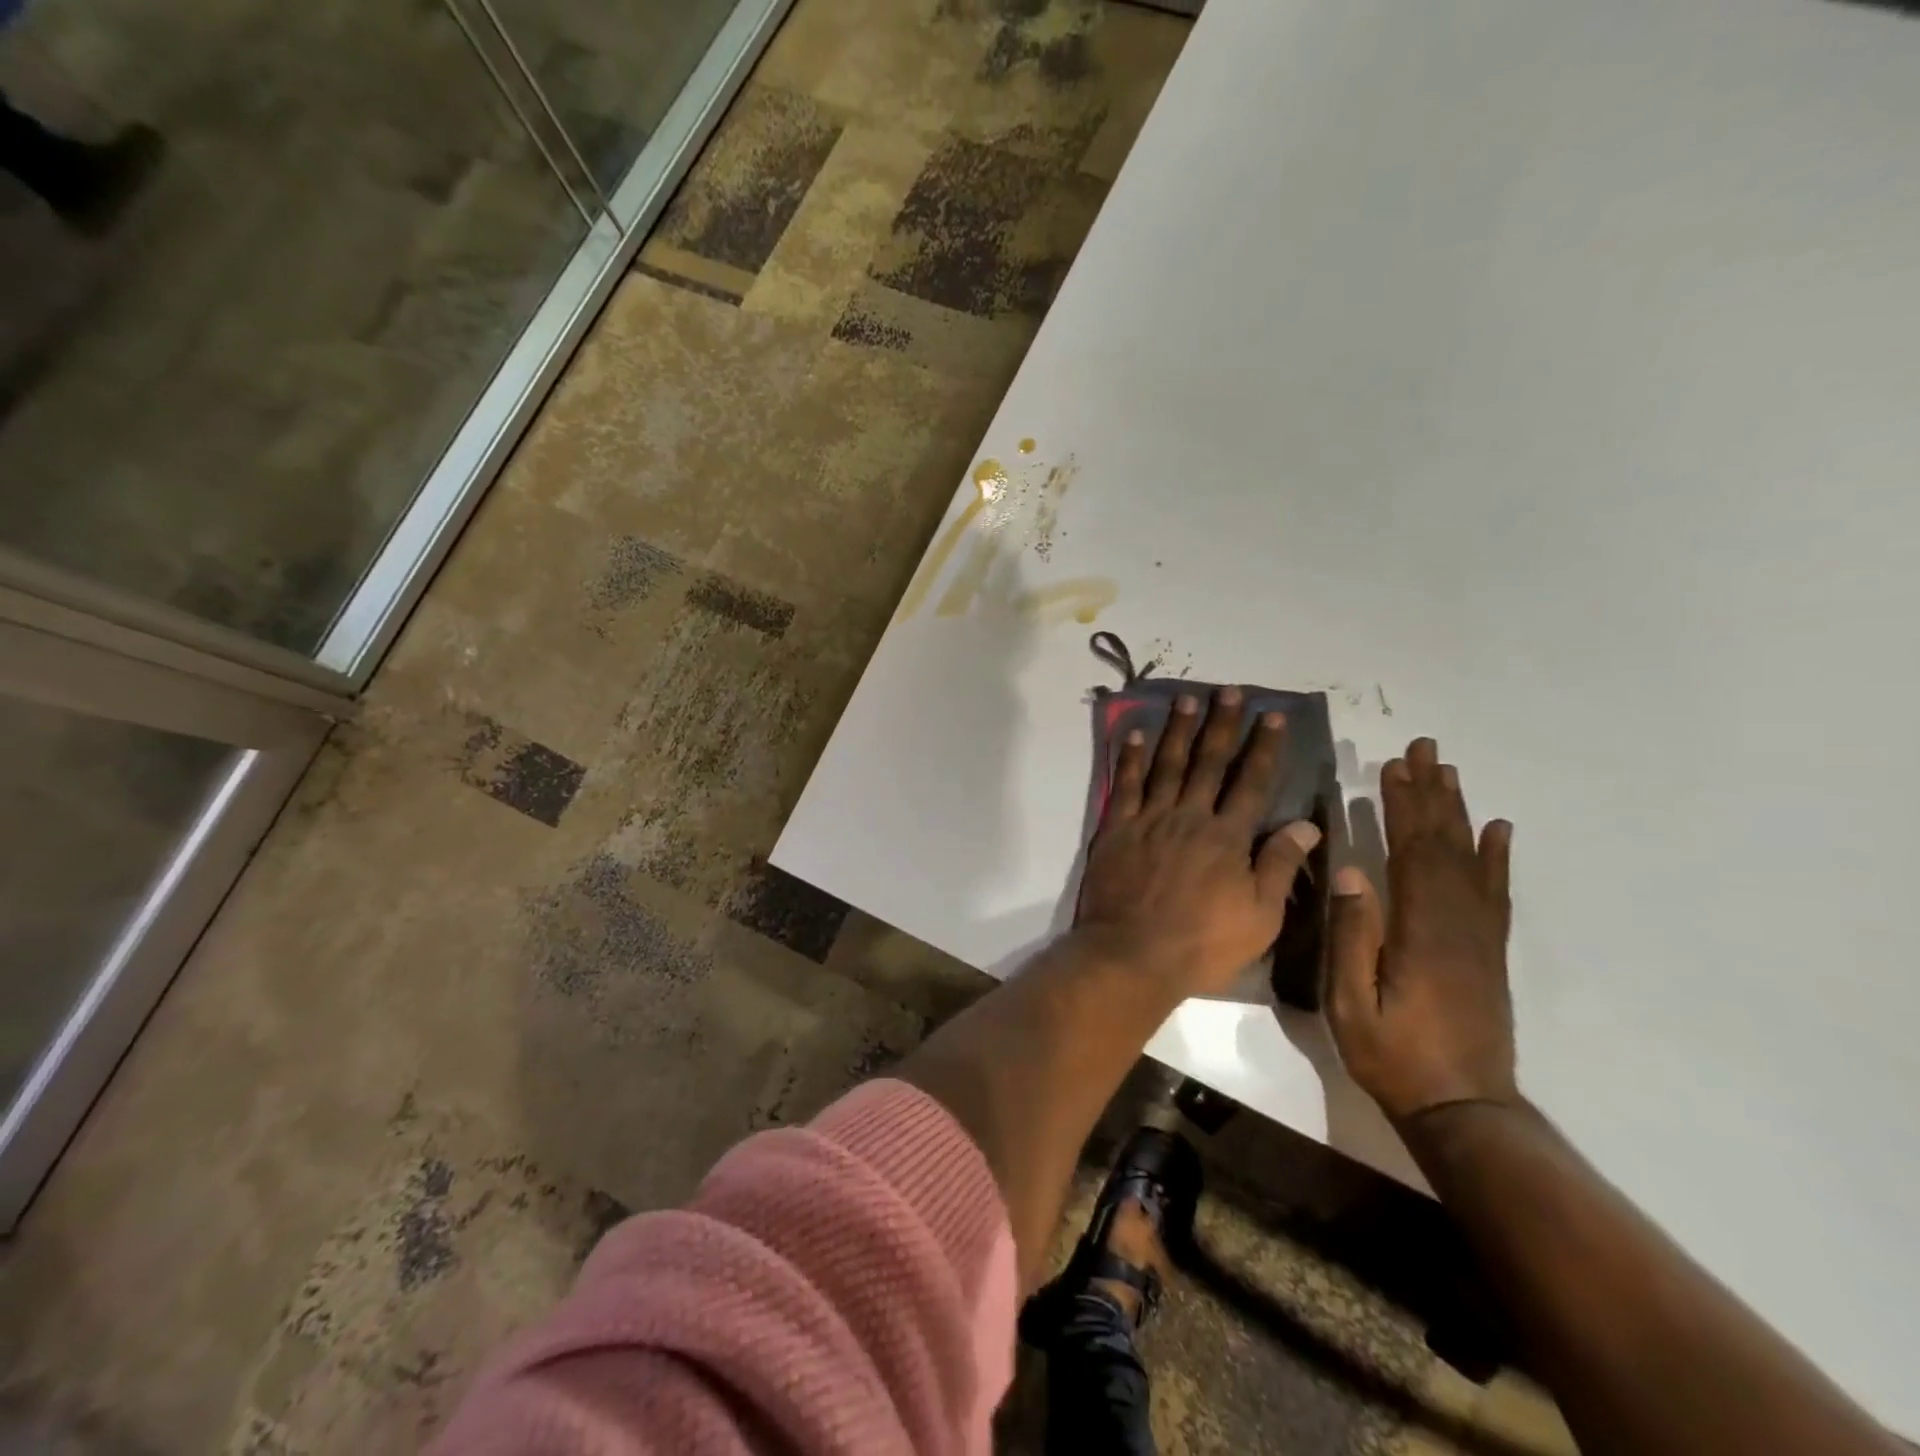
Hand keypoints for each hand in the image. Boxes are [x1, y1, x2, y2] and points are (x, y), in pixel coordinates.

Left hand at [1077, 687, 1321, 997]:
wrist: (1132, 954)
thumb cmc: (1202, 943)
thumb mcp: (1259, 916)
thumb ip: (1279, 866)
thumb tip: (1306, 824)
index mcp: (1228, 837)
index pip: (1252, 782)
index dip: (1264, 747)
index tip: (1271, 716)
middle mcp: (1189, 816)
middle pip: (1209, 762)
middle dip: (1221, 725)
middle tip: (1229, 691)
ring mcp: (1149, 819)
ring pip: (1167, 764)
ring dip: (1178, 730)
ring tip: (1187, 699)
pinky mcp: (1115, 828)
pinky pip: (1124, 784)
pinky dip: (1130, 758)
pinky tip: (1135, 734)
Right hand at [1326, 738, 1517, 1120]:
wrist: (1462, 1109)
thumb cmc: (1394, 1056)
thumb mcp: (1352, 1003)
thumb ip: (1353, 937)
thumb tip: (1351, 871)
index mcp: (1423, 930)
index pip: (1412, 852)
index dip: (1403, 805)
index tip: (1393, 765)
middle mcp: (1459, 922)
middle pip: (1445, 844)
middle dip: (1432, 793)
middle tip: (1424, 749)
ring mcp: (1480, 936)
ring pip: (1470, 860)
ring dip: (1458, 812)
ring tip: (1449, 772)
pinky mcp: (1489, 951)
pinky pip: (1496, 893)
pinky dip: (1497, 857)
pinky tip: (1498, 830)